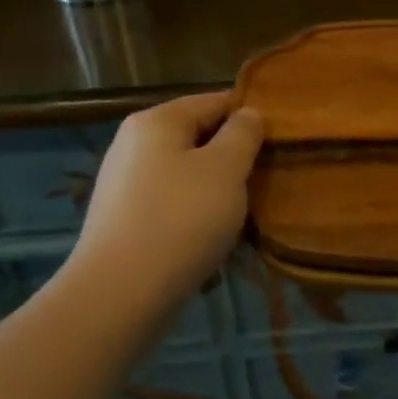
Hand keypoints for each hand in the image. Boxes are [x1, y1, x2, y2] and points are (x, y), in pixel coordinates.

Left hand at [72, 91, 264, 313]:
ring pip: (186, 174)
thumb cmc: (180, 220)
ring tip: (244, 214)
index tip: (279, 141)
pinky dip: (195, 216)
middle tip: (266, 180)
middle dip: (233, 157)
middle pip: (198, 138)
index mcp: (156, 122)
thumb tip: (248, 114)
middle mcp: (134, 145)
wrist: (118, 297)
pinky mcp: (123, 222)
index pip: (214, 101)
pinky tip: (213, 239)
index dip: (250, 116)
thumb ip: (243, 134)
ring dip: (217, 190)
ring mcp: (124, 185)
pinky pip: (171, 205)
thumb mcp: (226, 169)